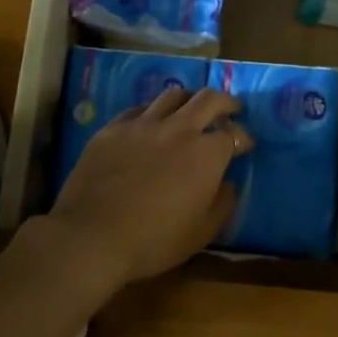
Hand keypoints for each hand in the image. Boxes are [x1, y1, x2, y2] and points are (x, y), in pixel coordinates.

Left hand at [43, 85, 250, 288]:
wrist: (91, 236)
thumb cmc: (154, 241)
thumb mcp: (202, 232)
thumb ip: (223, 203)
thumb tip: (228, 183)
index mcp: (206, 154)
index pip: (233, 135)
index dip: (243, 139)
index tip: (246, 146)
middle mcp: (178, 129)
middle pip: (208, 99)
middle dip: (225, 102)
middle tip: (231, 109)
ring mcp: (142, 124)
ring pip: (172, 95)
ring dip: (189, 99)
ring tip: (191, 109)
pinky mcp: (112, 128)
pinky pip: (139, 109)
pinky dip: (153, 112)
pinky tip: (150, 124)